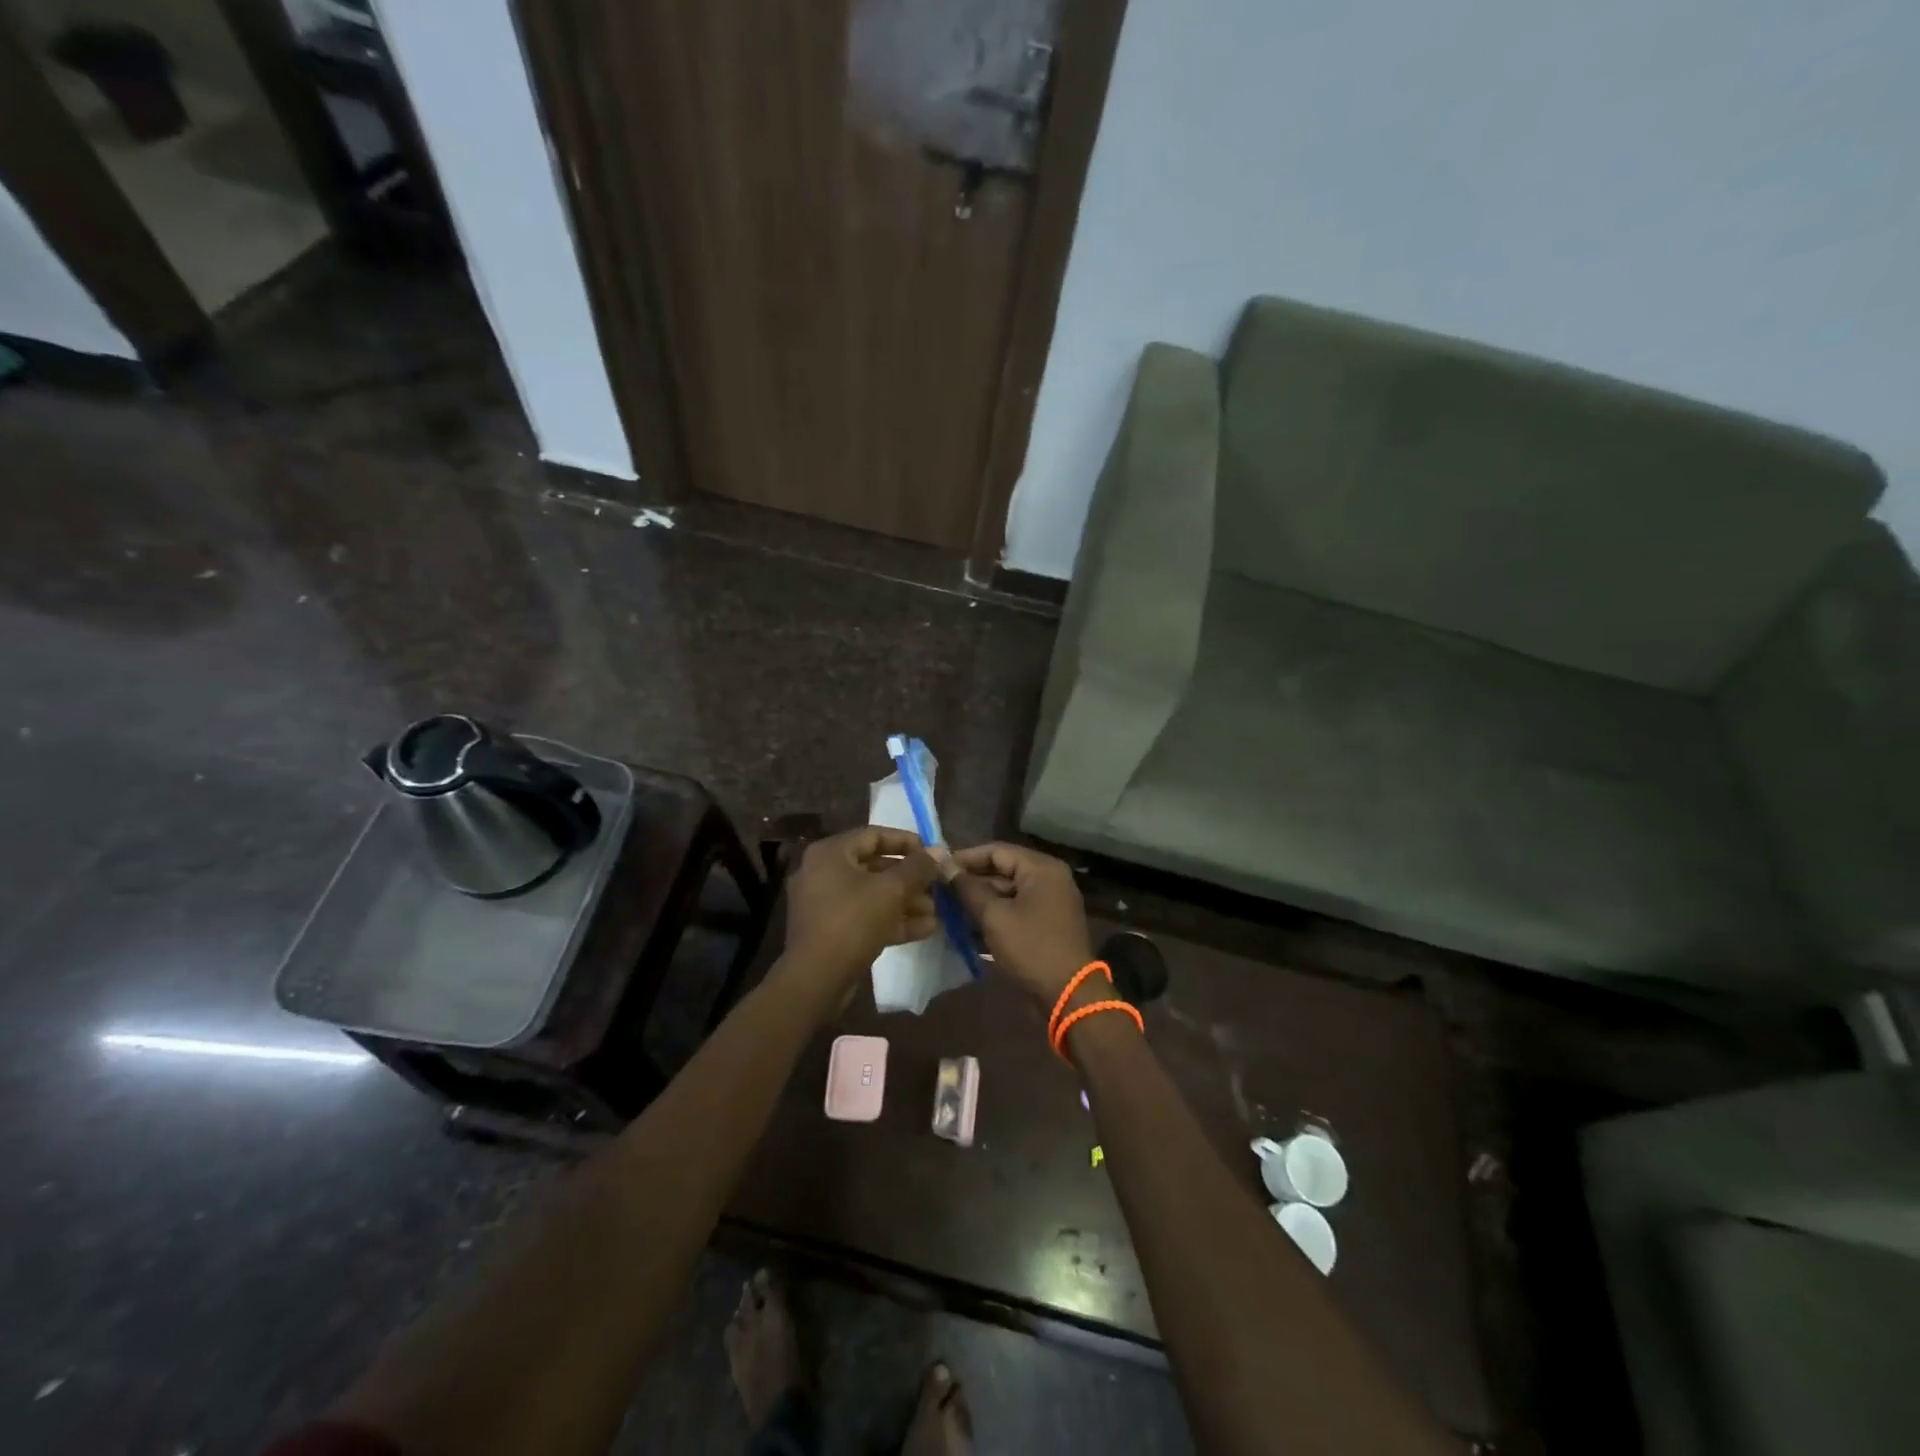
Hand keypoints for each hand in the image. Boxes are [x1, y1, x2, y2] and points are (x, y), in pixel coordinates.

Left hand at [783, 828, 939, 995]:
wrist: (817, 979)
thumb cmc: (852, 921)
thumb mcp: (891, 890)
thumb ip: (917, 868)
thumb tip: (937, 852)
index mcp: (830, 853)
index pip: (874, 835)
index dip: (907, 842)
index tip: (933, 853)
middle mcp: (823, 873)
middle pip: (875, 867)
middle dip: (910, 878)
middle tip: (937, 885)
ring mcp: (825, 904)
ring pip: (872, 894)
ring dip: (906, 901)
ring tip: (936, 911)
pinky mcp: (831, 931)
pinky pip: (866, 916)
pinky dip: (892, 920)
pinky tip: (925, 929)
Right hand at [948, 843, 1092, 1010]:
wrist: (1068, 995)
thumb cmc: (1031, 948)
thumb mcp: (994, 917)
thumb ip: (968, 889)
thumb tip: (944, 865)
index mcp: (1041, 868)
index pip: (996, 851)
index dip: (965, 858)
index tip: (938, 868)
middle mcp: (1049, 878)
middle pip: (1002, 870)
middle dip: (971, 882)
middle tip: (940, 891)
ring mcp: (1050, 901)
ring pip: (1007, 892)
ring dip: (980, 901)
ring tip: (948, 911)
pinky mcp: (1047, 923)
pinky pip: (1016, 910)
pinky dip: (994, 916)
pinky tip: (968, 929)